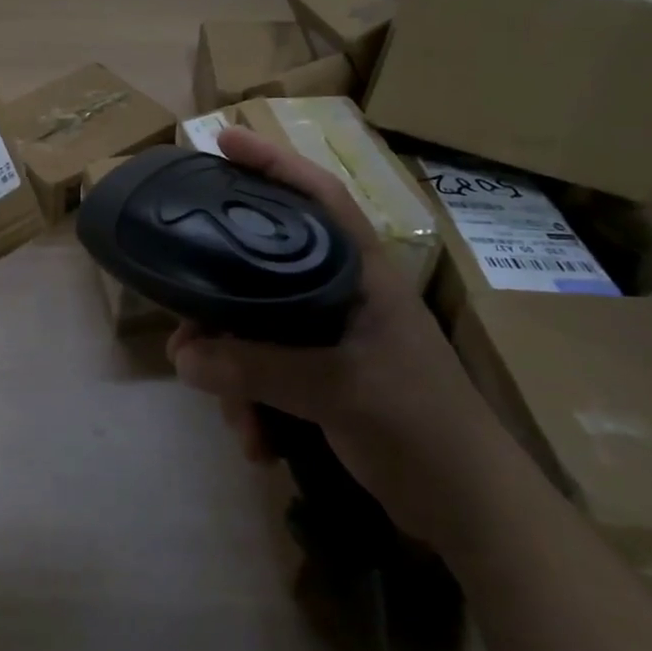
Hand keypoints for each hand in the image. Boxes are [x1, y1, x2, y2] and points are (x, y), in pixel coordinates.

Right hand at [168, 126, 504, 542]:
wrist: (470, 510)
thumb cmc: (419, 425)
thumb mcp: (336, 389)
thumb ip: (255, 368)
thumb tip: (181, 355)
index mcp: (360, 273)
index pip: (317, 195)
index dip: (273, 161)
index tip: (223, 140)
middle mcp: (342, 294)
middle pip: (265, 267)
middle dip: (222, 304)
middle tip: (183, 322)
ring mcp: (332, 337)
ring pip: (258, 328)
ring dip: (236, 375)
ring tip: (237, 420)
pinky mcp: (325, 377)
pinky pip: (267, 372)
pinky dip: (254, 403)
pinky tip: (258, 443)